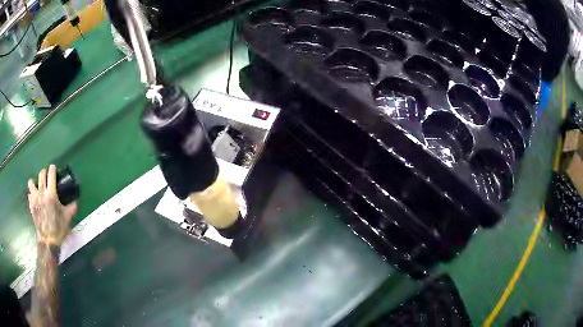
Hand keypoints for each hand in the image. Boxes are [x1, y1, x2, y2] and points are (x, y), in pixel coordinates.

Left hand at [28, 165, 76, 246]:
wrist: (48, 240)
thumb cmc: (58, 228)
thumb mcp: (67, 218)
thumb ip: (71, 208)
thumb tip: (76, 203)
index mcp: (51, 194)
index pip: (51, 174)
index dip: (52, 169)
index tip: (54, 168)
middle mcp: (42, 193)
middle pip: (41, 175)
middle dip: (44, 172)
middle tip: (46, 175)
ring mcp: (35, 199)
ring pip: (31, 183)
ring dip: (34, 182)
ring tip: (37, 186)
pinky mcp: (31, 205)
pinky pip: (29, 195)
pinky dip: (31, 194)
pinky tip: (34, 198)